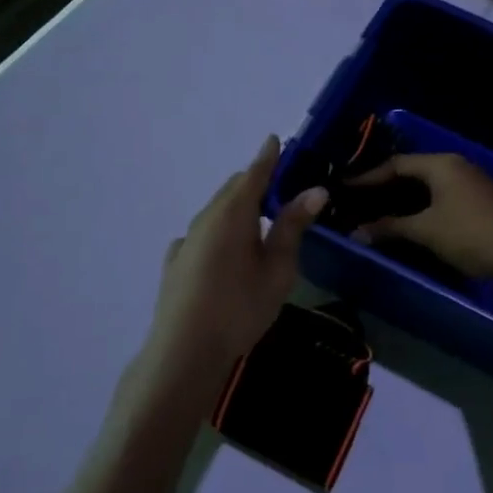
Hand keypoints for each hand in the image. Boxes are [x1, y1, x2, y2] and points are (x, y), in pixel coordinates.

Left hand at [146, 136, 327, 386]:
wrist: (184, 352)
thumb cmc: (240, 307)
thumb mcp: (278, 268)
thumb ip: (293, 226)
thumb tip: (316, 190)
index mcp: (233, 212)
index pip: (254, 173)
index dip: (268, 156)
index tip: (276, 140)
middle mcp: (206, 217)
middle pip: (233, 189)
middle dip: (256, 181)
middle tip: (281, 186)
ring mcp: (186, 240)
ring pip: (216, 211)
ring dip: (238, 207)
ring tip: (259, 219)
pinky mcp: (175, 262)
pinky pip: (202, 234)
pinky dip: (219, 230)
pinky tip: (226, 252)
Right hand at [348, 153, 492, 287]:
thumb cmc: (473, 234)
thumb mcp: (427, 231)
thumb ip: (391, 228)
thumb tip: (356, 232)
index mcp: (441, 164)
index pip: (396, 164)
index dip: (368, 177)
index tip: (344, 188)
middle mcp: (456, 166)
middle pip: (412, 172)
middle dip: (385, 187)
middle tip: (358, 201)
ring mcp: (471, 183)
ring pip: (428, 186)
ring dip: (404, 200)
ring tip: (378, 214)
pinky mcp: (481, 202)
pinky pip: (442, 197)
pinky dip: (422, 207)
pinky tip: (411, 223)